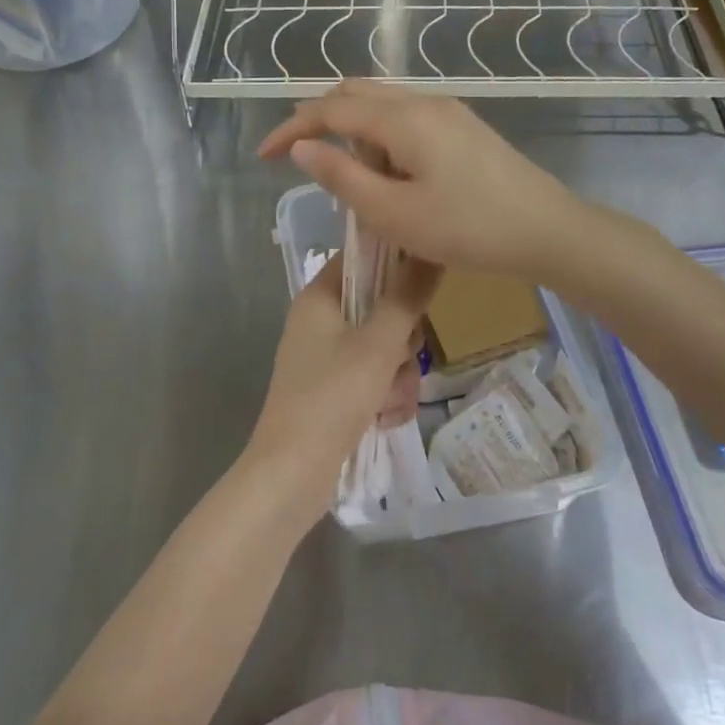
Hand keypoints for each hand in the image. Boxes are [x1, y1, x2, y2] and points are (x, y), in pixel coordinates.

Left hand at [241, 252, 439, 516]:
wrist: (292, 472)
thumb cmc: (331, 397)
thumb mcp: (378, 345)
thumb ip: (407, 298)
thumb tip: (431, 251)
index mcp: (319, 298)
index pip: (362, 258)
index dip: (396, 264)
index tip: (424, 284)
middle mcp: (321, 322)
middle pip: (381, 308)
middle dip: (403, 341)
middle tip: (402, 358)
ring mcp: (328, 359)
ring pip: (386, 350)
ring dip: (399, 377)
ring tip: (389, 402)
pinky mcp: (336, 392)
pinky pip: (377, 381)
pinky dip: (386, 399)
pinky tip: (384, 420)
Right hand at [258, 82, 587, 280]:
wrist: (546, 230)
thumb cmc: (467, 228)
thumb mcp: (394, 213)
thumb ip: (342, 177)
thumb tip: (303, 147)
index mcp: (402, 119)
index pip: (330, 110)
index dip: (291, 128)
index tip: (263, 155)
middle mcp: (423, 101)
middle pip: (355, 93)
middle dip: (318, 118)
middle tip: (295, 154)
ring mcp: (447, 110)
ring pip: (381, 102)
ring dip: (350, 126)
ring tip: (338, 168)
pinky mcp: (462, 126)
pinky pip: (405, 115)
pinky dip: (378, 133)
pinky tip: (382, 167)